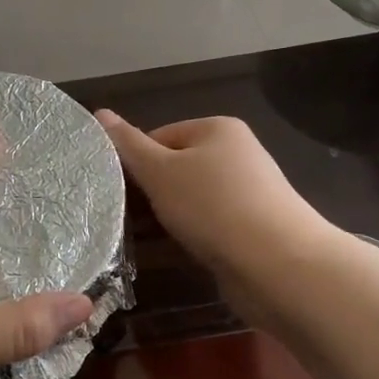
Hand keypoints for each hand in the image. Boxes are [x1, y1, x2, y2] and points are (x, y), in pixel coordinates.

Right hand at [95, 112, 335, 318]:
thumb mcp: (160, 172)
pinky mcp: (253, 227)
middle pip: (176, 168)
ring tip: (148, 240)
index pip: (159, 136)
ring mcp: (248, 192)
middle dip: (152, 193)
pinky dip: (192, 236)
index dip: (136, 163)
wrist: (279, 265)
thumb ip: (128, 145)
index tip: (121, 192)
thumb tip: (99, 112)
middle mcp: (237, 154)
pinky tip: (180, 253)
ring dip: (169, 218)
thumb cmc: (213, 207)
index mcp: (218, 129)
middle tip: (129, 218)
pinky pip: (210, 224)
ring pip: (191, 200)